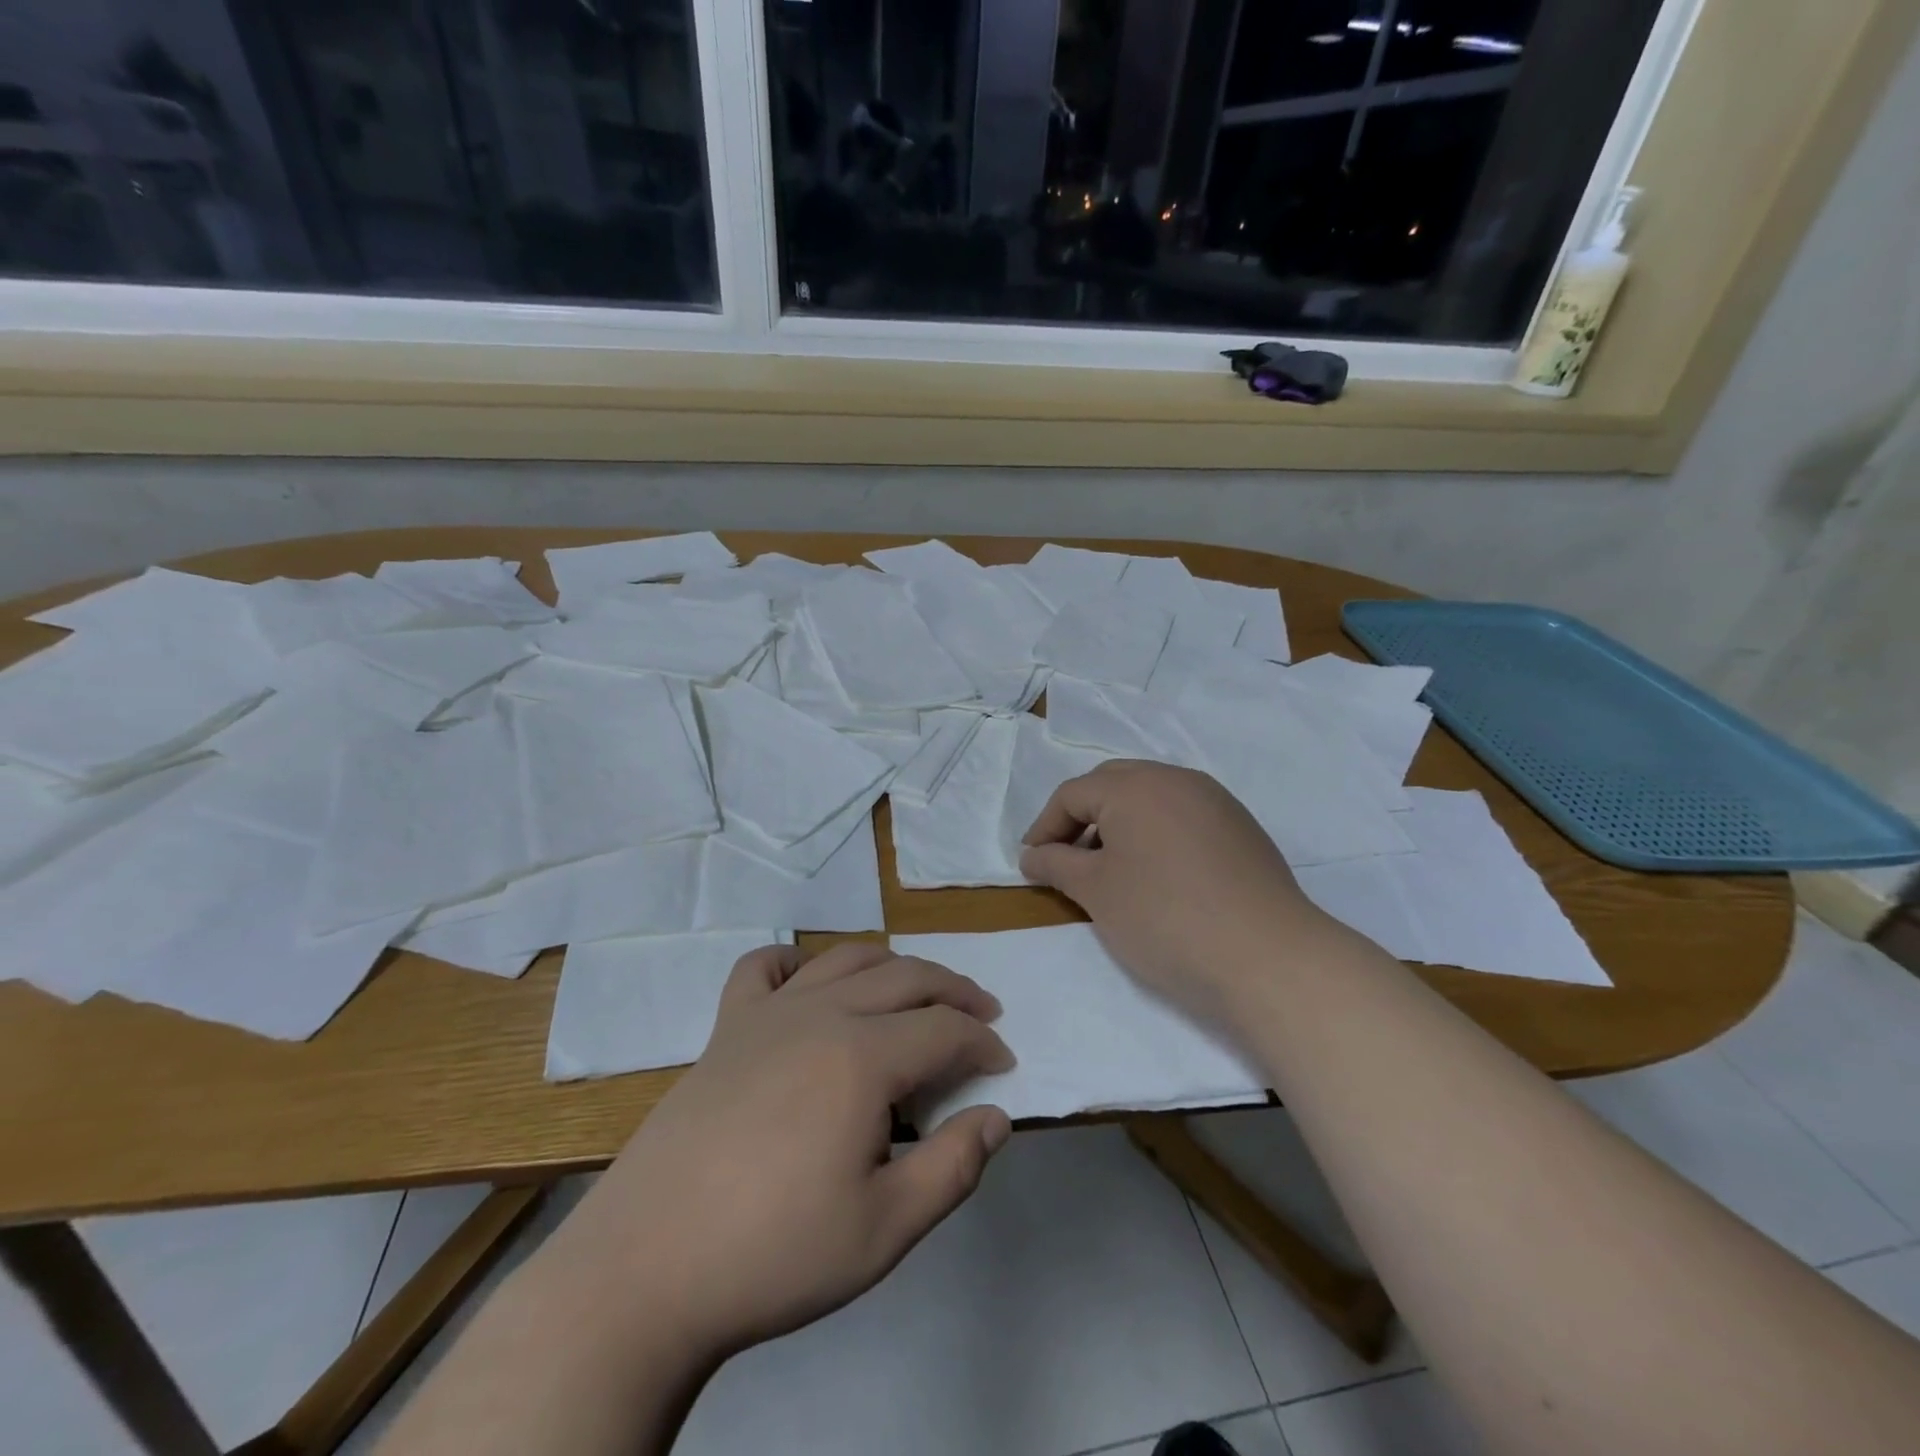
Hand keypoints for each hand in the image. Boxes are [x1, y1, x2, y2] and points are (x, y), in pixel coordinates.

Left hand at [554, 942, 1013, 1362]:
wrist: (646, 1270)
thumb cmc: (774, 1253)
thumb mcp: (884, 1230)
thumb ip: (953, 1168)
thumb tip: (996, 1117)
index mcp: (862, 1057)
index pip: (945, 1029)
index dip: (983, 1042)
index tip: (1003, 1065)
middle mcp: (820, 1014)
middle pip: (905, 977)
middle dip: (954, 990)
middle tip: (981, 1014)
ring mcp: (767, 1014)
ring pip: (845, 959)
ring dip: (892, 965)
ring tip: (915, 990)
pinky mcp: (725, 1028)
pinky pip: (762, 968)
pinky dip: (795, 962)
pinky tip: (807, 981)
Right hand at [1019, 760, 1335, 1018]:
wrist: (1268, 958)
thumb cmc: (1164, 918)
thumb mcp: (1096, 892)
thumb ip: (1057, 864)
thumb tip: (1033, 854)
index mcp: (1136, 785)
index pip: (1073, 794)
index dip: (1044, 827)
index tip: (1031, 863)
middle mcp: (1177, 779)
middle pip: (1113, 785)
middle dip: (1082, 818)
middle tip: (1066, 858)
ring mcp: (1216, 801)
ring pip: (1151, 799)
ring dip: (1120, 825)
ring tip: (1110, 869)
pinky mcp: (1242, 828)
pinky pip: (1183, 816)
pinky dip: (1157, 835)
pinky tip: (1158, 875)